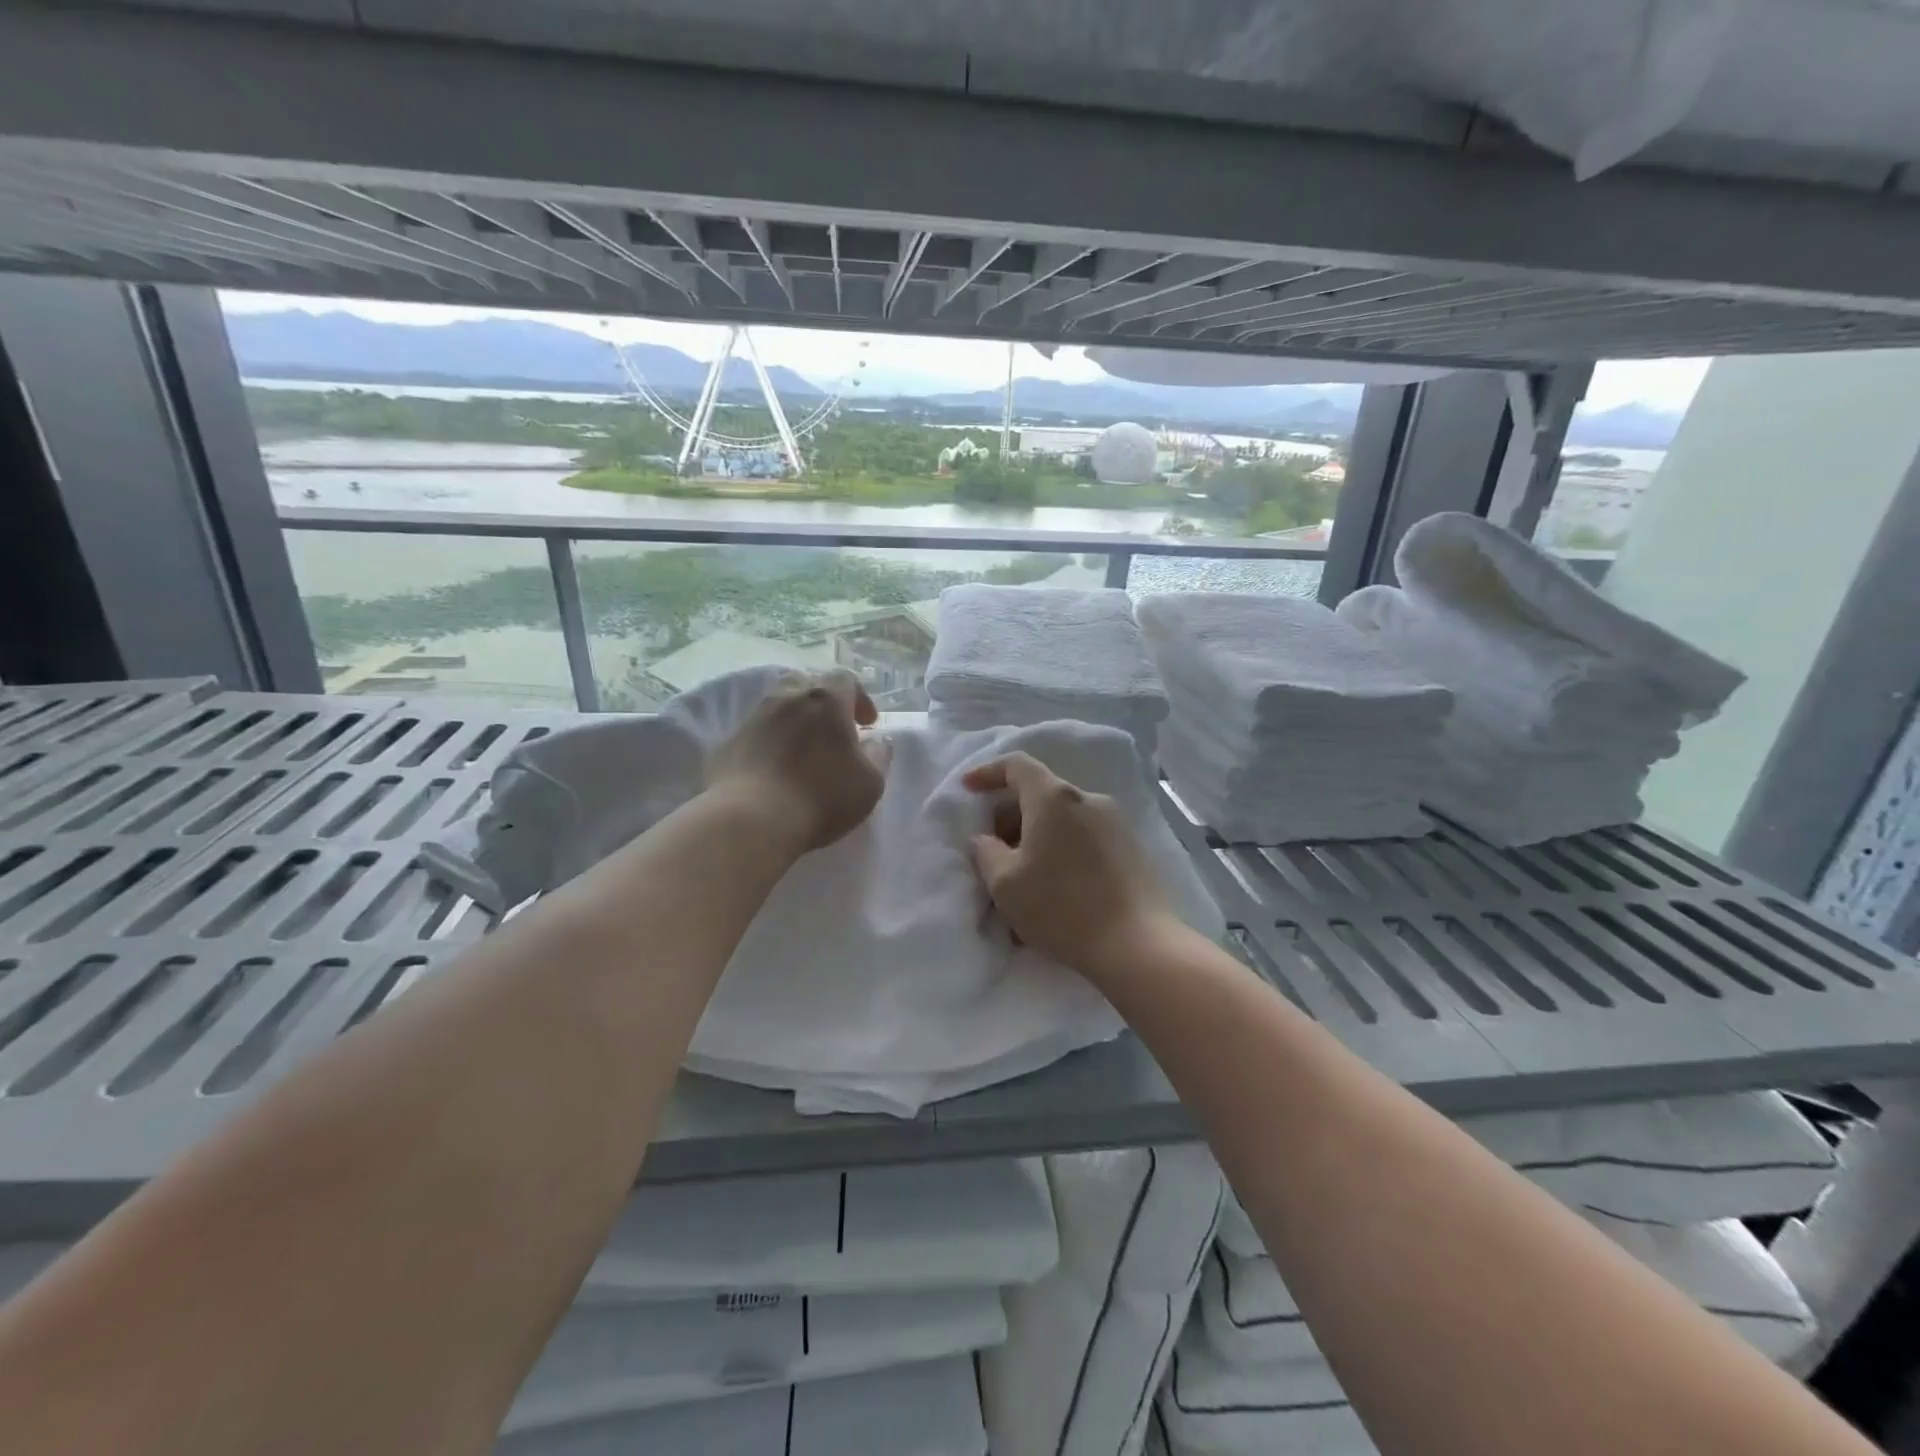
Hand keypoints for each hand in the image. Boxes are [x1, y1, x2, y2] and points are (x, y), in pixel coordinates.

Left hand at [707, 669, 887, 853]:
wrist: (750, 820)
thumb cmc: (821, 797)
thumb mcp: (870, 783)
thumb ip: (878, 756)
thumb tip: (876, 742)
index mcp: (826, 701)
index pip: (845, 679)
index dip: (860, 698)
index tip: (867, 724)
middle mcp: (787, 698)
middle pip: (807, 684)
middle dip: (824, 703)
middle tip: (833, 731)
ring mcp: (753, 718)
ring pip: (778, 705)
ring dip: (794, 721)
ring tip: (802, 750)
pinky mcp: (728, 743)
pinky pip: (756, 733)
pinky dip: (770, 742)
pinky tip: (775, 770)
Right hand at [964, 752, 1181, 984]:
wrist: (1137, 944)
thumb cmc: (1061, 908)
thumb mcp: (1005, 883)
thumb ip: (985, 851)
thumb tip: (985, 839)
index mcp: (1054, 799)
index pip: (1017, 765)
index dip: (988, 772)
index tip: (968, 789)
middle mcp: (1088, 799)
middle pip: (1040, 792)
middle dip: (1010, 813)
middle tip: (992, 847)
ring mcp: (1115, 822)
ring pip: (1063, 816)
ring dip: (1036, 834)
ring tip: (1022, 874)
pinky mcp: (1132, 846)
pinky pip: (1084, 835)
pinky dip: (1061, 847)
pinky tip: (1053, 885)